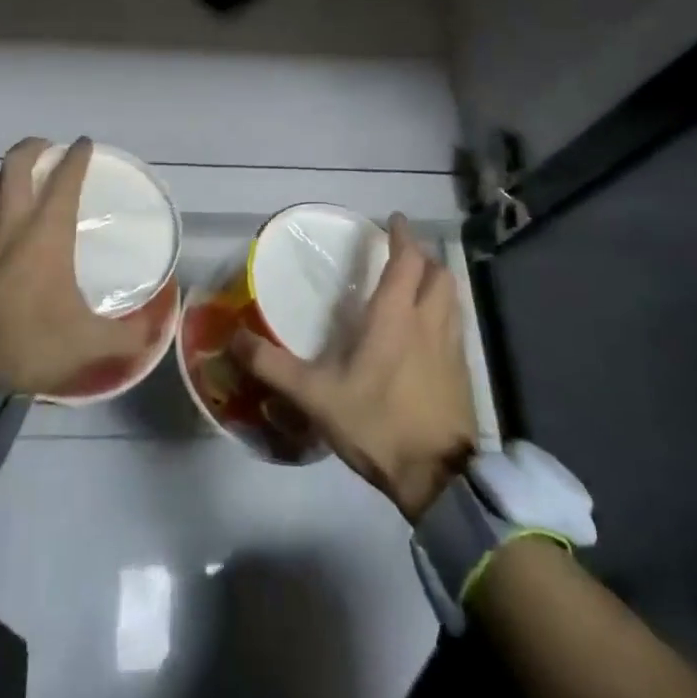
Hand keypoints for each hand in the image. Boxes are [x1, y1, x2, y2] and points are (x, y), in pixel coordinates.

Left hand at [0, 136, 152, 394]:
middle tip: (45, 151)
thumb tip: (156, 330)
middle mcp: (8, 222)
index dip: (77, 156)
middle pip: (15, 163)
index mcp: (46, 233)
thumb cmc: (31, 344)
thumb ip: (128, 335)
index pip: (65, 179)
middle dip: (33, 148)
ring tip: (4, 186)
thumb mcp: (90, 343)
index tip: (84, 144)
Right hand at [233, 215, 477, 520]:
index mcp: (396, 317)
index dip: (402, 236)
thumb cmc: (376, 423)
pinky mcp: (463, 374)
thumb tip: (232, 338)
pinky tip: (428, 335)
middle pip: (439, 274)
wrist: (437, 478)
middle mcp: (430, 323)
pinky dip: (445, 314)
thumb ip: (272, 365)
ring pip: (453, 299)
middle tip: (403, 254)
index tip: (393, 219)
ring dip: (438, 283)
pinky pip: (457, 327)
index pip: (406, 261)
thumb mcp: (314, 395)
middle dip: (424, 257)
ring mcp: (453, 349)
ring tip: (418, 286)